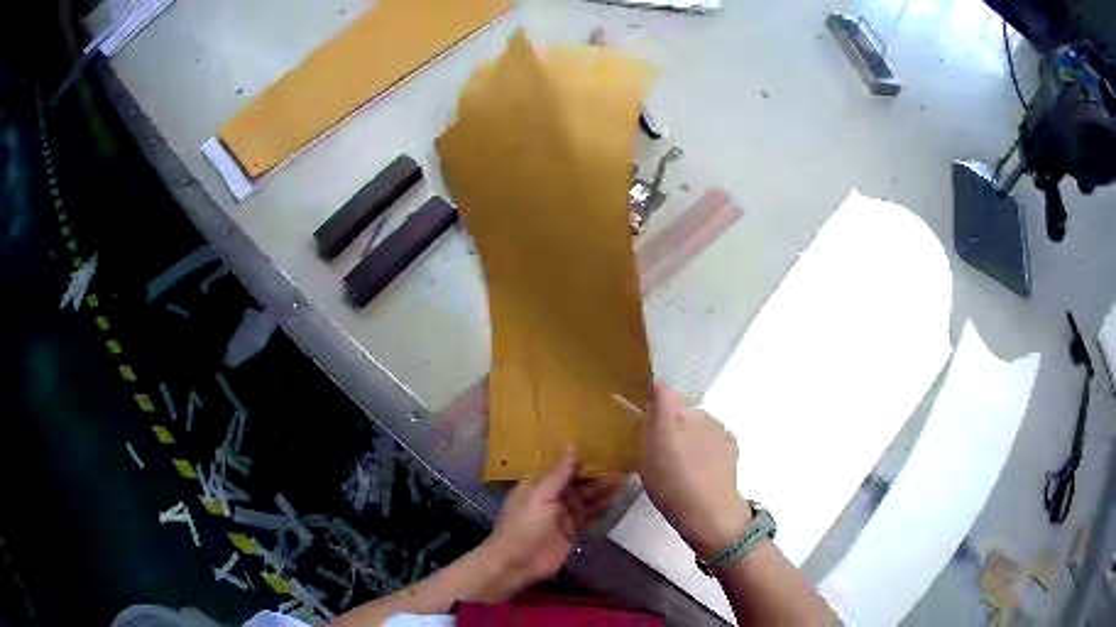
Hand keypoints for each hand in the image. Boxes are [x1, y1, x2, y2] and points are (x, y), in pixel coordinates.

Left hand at [474, 448, 621, 602]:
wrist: (518, 563)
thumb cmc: (524, 525)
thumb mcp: (540, 496)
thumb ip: (558, 474)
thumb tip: (571, 445)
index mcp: (537, 484)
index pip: (561, 467)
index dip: (579, 458)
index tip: (601, 445)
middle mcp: (550, 497)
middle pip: (576, 482)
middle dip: (595, 474)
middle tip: (619, 460)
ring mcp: (562, 515)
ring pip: (585, 498)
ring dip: (602, 489)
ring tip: (623, 476)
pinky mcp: (572, 531)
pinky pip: (589, 515)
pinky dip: (601, 506)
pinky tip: (616, 497)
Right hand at [640, 382, 751, 556]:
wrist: (710, 512)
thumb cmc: (671, 487)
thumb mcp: (647, 458)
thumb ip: (651, 422)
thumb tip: (656, 389)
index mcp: (675, 416)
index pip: (663, 392)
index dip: (654, 400)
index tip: (646, 417)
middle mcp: (699, 414)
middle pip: (680, 410)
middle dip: (672, 423)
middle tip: (662, 452)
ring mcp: (718, 428)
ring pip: (697, 423)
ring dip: (690, 435)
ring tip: (683, 464)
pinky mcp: (731, 442)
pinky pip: (712, 436)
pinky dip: (706, 444)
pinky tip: (701, 466)